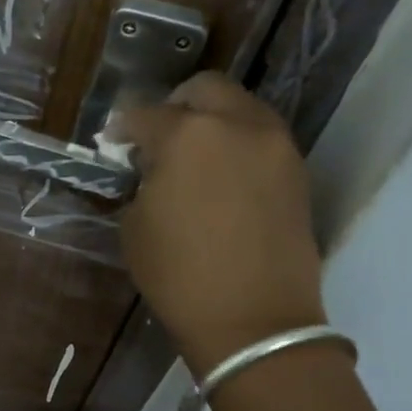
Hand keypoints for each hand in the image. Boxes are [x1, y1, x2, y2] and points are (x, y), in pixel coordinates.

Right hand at [116, 72, 326, 376]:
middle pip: (204, 90)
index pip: (145, 113)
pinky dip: (237, 145)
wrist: (255, 321)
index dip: (123, 127)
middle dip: (175, 106)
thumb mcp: (136, 225)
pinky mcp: (297, 171)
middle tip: (158, 137)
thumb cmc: (179, 275)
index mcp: (188, 135)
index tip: (114, 141)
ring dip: (212, 121)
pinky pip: (261, 139)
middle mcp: (238, 125)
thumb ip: (144, 181)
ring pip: (240, 109)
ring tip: (194, 158)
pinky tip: (222, 179)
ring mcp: (275, 145)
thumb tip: (152, 167)